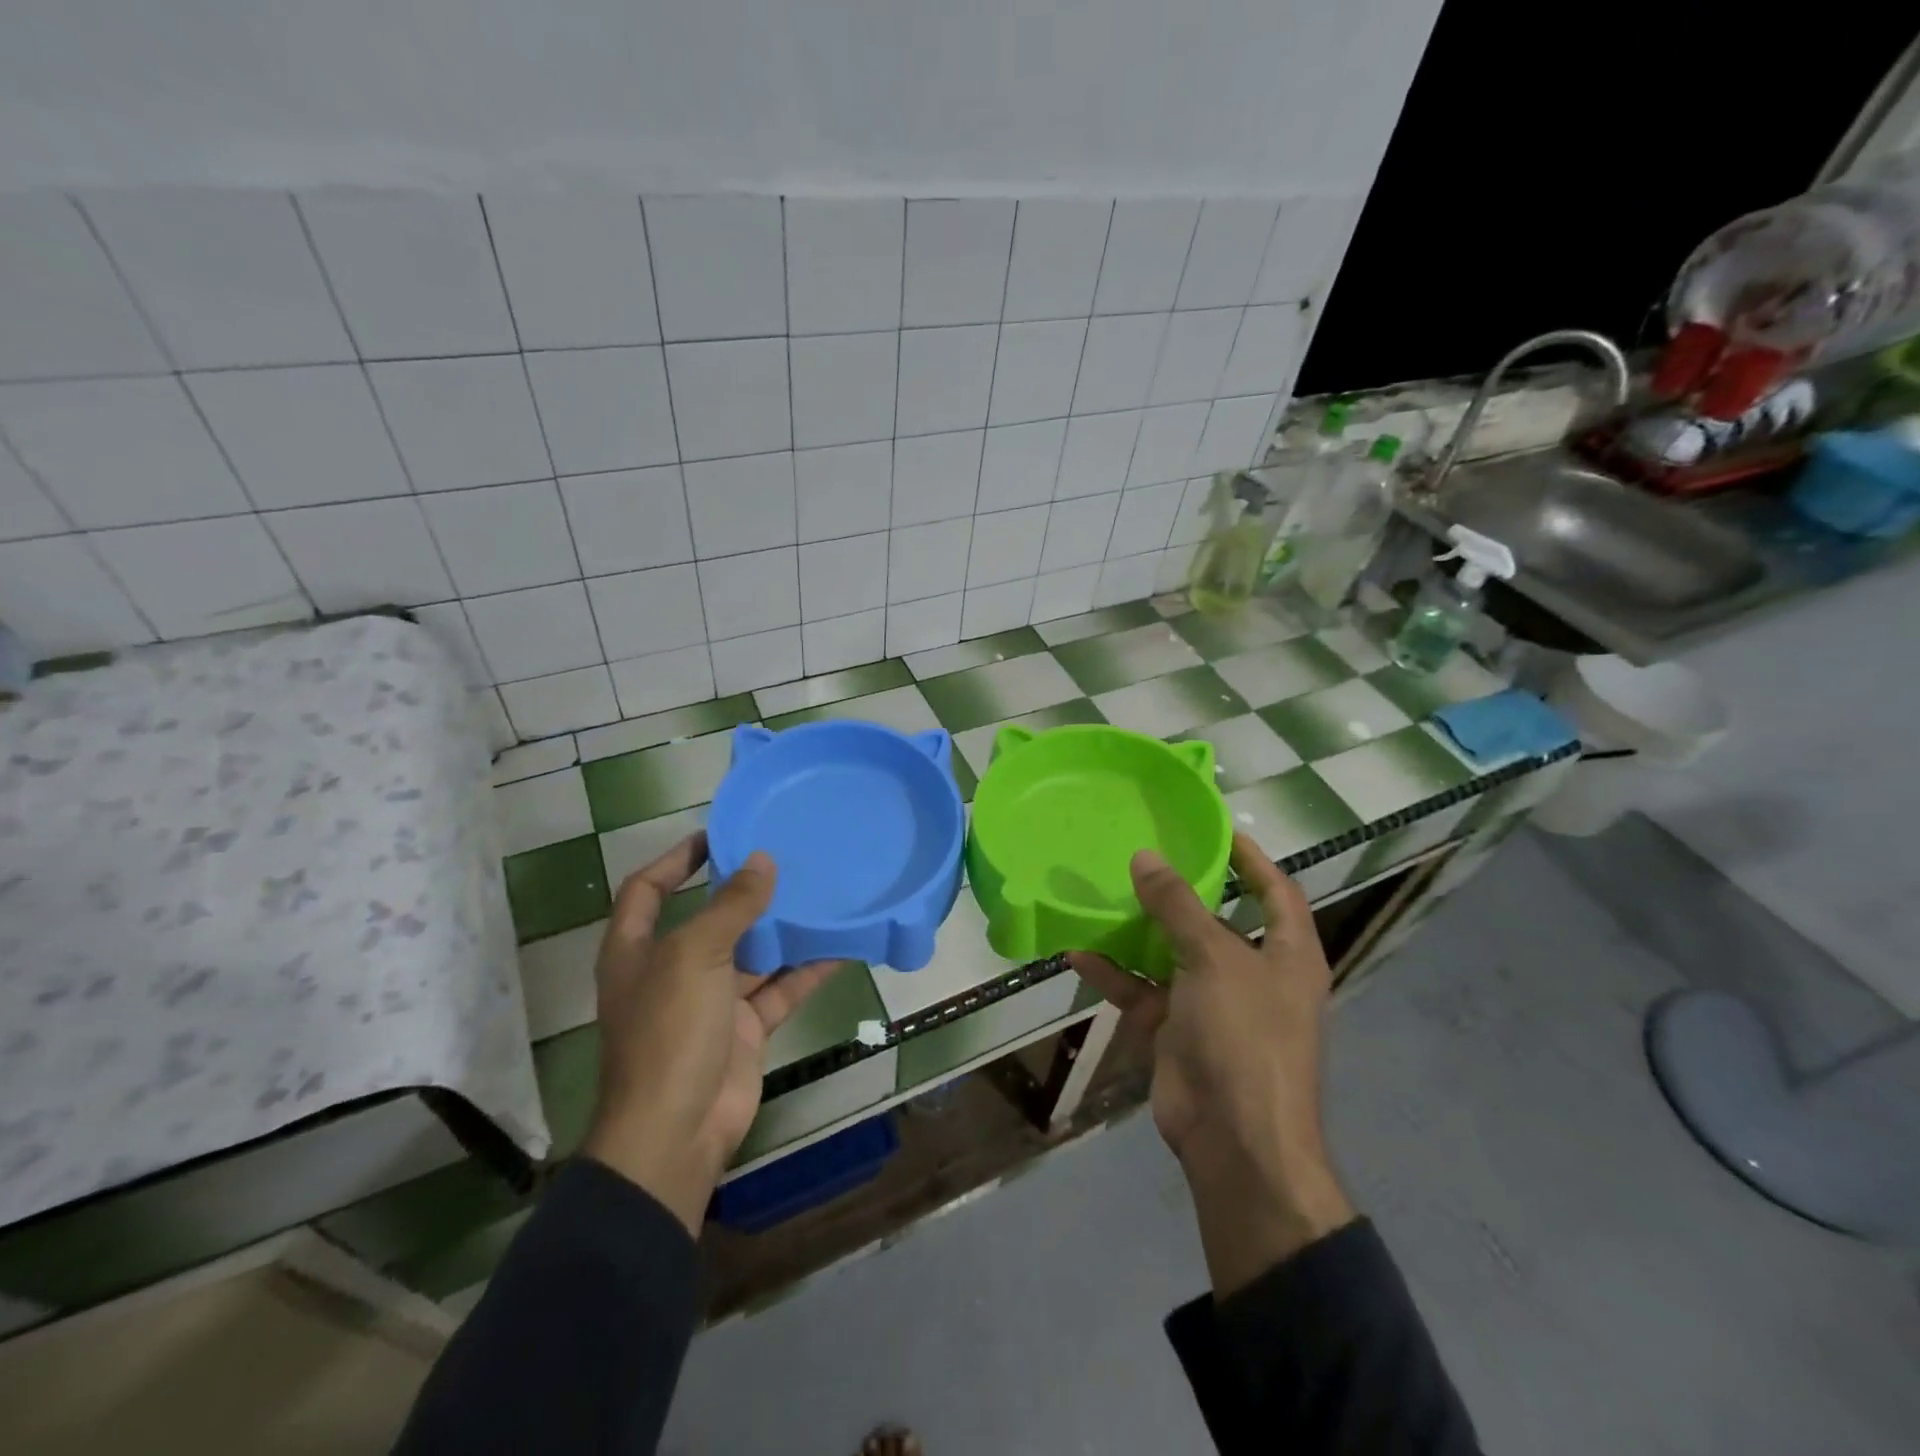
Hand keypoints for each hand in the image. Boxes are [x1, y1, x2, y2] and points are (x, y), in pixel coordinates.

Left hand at [580, 835, 839, 1236]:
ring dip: (782, 928)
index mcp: (638, 949)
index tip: (718, 835)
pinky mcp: (744, 1028)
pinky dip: (807, 970)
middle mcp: (672, 969)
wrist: (677, 1132)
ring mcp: (710, 1001)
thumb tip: (762, 861)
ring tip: (819, 891)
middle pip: (709, 917)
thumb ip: (732, 907)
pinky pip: (779, 988)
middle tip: (785, 858)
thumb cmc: (669, 1031)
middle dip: (743, 891)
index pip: (648, 888)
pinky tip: (840, 946)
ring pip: (752, 953)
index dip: (676, 858)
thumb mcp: (695, 956)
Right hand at [1070, 833, 1355, 1295]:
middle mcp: (1252, 974)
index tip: (1216, 829)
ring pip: (1170, 953)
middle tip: (1143, 852)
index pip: (1276, 891)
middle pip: (1215, 919)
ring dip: (1138, 929)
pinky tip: (1077, 949)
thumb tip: (1145, 857)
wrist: (1233, 1139)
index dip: (1252, 859)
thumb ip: (1178, 906)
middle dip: (1181, 890)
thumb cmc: (1244, 1035)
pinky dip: (1112, 972)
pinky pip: (1140, 989)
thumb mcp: (1214, 958)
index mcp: (1286, 954)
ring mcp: (1210, 1003)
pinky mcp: (1174, 1028)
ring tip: (1103, 891)